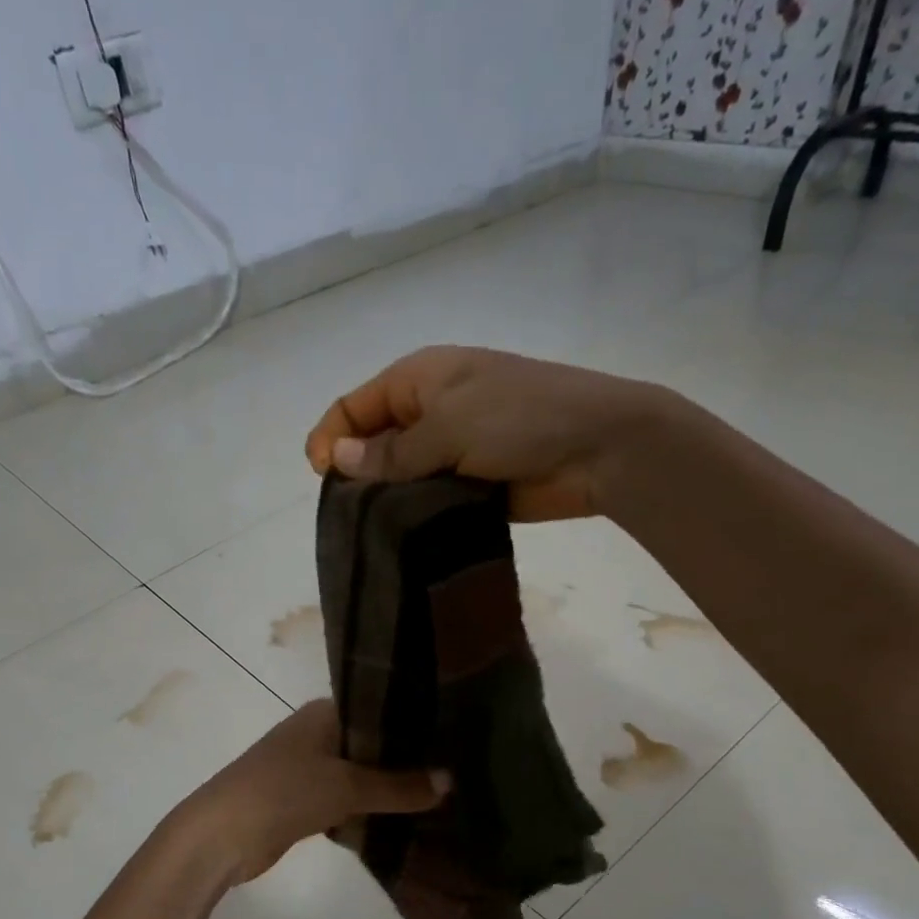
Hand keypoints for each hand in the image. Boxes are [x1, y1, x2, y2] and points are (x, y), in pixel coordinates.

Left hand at [178, 700, 448, 885]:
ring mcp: (303, 768)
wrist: (221, 834)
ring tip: (435, 798)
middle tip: (451, 773)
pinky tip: (397, 822)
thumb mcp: (348, 786)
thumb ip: (399, 786)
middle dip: (403, 761)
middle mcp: (313, 734)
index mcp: (323, 714)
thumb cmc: (285, 791)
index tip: (451, 739)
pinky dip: (364, 810)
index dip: (412, 724)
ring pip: (356, 775)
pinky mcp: (298, 802)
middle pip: (368, 744)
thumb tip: (450, 781)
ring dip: (384, 789)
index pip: (377, 709)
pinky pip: (342, 801)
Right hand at [304, 345, 667, 521]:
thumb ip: (393, 451)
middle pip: (373, 444)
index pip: (356, 405)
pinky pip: (428, 502)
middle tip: (350, 512)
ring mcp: (450, 451)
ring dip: (387, 500)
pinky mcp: (469, 487)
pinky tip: (402, 538)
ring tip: (373, 530)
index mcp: (419, 379)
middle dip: (357, 473)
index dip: (331, 436)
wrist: (598, 448)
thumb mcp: (449, 425)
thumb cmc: (520, 417)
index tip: (320, 477)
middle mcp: (429, 412)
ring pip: (400, 478)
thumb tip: (336, 462)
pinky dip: (415, 517)